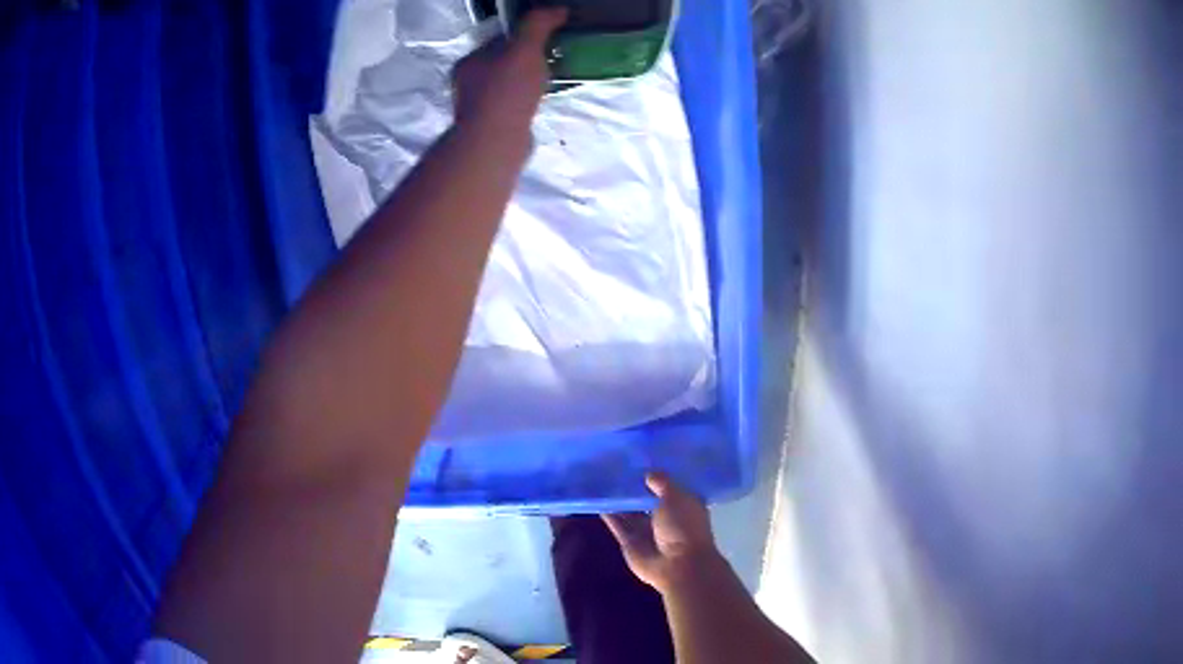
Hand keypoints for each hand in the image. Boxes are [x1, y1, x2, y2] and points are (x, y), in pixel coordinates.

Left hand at [451, 8, 566, 137]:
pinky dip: (526, 103)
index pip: (497, 41)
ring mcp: (476, 109)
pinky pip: (512, 107)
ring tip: (550, 81)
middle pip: (501, 64)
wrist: (496, 143)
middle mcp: (466, 85)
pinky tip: (540, 104)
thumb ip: (538, 25)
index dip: (522, 36)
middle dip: (525, 60)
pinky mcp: (489, 130)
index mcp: (468, 63)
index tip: (546, 37)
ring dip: (527, 83)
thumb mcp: (525, 49)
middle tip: (552, 58)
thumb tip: (557, 9)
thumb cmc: (507, 92)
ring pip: (506, 87)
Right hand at [602, 472, 722, 593]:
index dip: (656, 475)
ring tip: (602, 480)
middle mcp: (664, 517)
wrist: (677, 565)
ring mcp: (646, 530)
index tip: (640, 459)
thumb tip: (648, 473)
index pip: (668, 486)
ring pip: (629, 511)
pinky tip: (598, 500)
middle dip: (634, 486)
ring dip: (618, 499)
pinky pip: (617, 524)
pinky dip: (609, 514)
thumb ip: (661, 483)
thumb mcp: (676, 497)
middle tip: (616, 466)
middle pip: (646, 498)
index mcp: (682, 505)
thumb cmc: (684, 527)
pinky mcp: (630, 541)